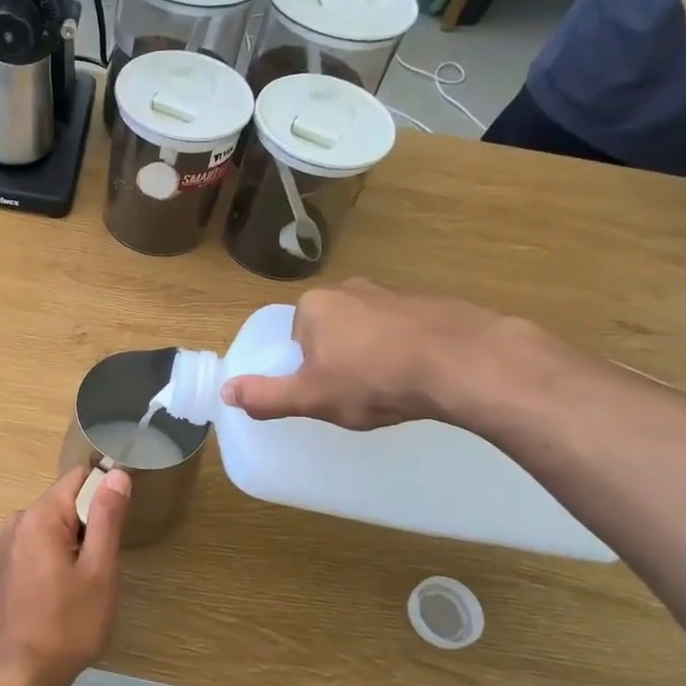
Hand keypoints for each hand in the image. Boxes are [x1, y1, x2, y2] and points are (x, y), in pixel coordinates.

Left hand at [0, 466, 130, 685]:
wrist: (20, 675)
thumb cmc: (67, 625)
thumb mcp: (99, 570)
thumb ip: (107, 517)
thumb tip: (116, 473)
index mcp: (40, 515)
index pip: (80, 477)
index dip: (107, 491)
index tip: (122, 521)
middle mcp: (19, 520)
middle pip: (67, 499)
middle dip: (92, 522)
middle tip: (106, 562)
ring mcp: (9, 543)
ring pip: (56, 523)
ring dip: (78, 542)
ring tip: (89, 581)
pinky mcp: (8, 564)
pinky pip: (43, 542)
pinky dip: (61, 555)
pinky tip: (68, 590)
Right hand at [221, 278, 517, 430]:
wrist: (460, 363)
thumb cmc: (372, 380)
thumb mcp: (310, 397)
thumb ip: (266, 396)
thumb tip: (225, 393)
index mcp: (314, 306)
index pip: (296, 337)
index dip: (308, 367)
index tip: (327, 390)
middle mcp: (350, 288)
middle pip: (332, 330)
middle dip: (340, 358)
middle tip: (357, 392)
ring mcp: (393, 292)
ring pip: (370, 329)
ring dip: (374, 354)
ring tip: (391, 387)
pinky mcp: (431, 303)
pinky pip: (405, 330)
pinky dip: (407, 350)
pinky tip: (420, 376)